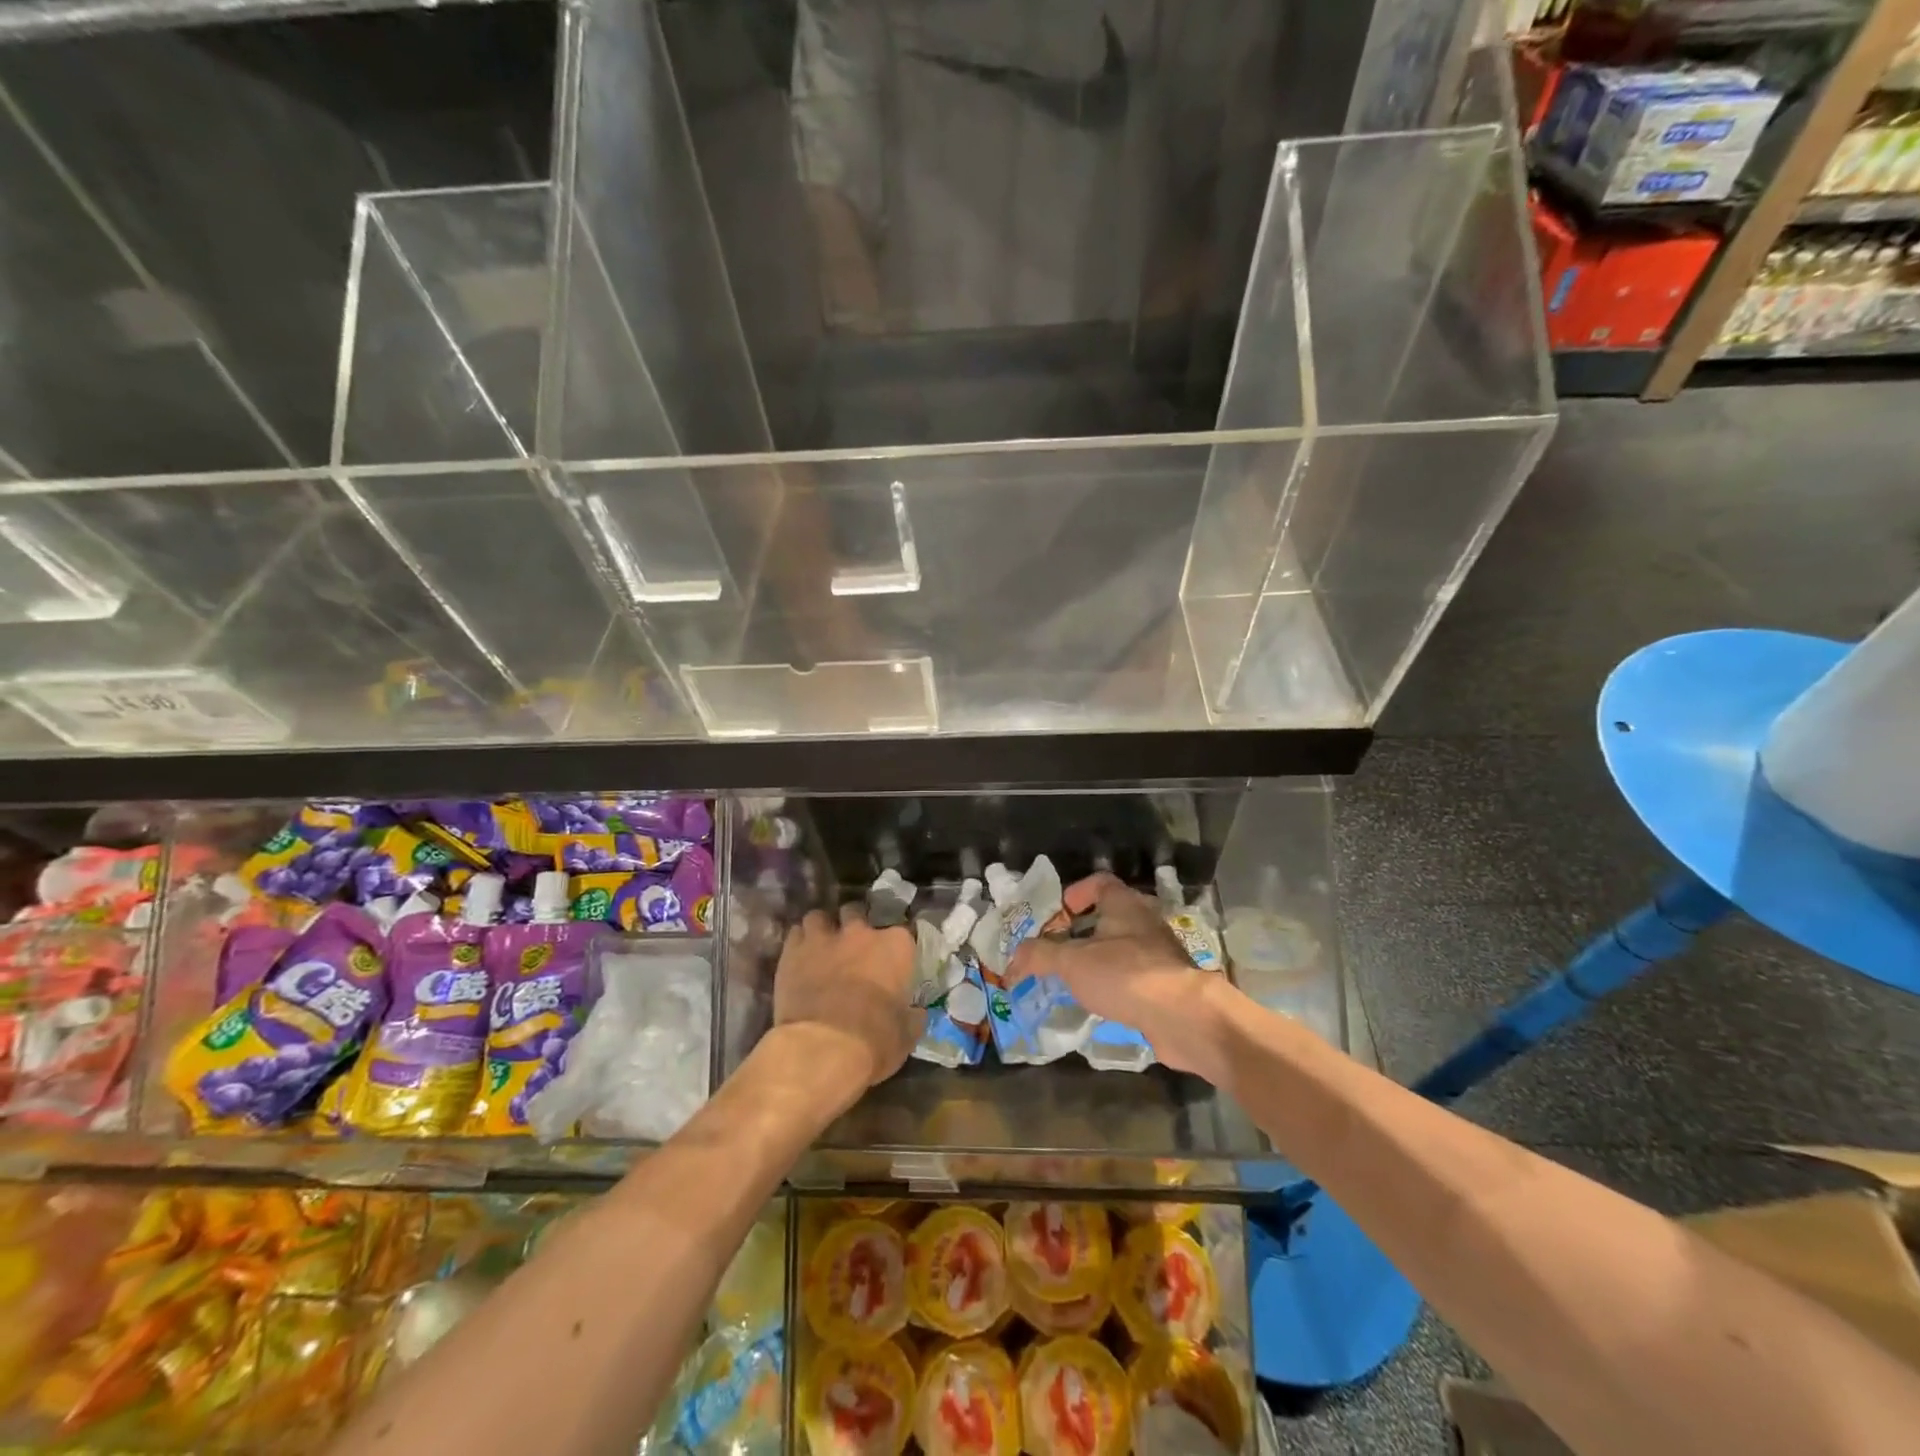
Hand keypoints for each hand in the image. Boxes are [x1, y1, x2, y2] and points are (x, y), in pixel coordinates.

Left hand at [770, 903, 921, 1092]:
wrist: (823, 1048)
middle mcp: (860, 932)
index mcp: (895, 946)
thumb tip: (916, 1013)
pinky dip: (799, 942)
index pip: (904, 932)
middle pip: (857, 913)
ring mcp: (824, 938)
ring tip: (822, 946)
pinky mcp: (792, 951)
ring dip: (822, 929)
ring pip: (820, 917)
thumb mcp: (906, 1034)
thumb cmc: (874, 1040)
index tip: (895, 960)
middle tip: (854, 948)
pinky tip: (800, 957)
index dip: (897, 947)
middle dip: (855, 926)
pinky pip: (795, 934)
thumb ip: (912, 1016)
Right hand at [1004, 873, 1233, 1081]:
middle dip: (1080, 933)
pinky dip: (1115, 985)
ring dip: (1097, 961)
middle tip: (1055, 952)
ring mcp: (1160, 953)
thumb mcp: (1072, 962)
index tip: (1055, 916)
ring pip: (1121, 948)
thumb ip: (1040, 956)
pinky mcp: (1167, 983)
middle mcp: (1144, 922)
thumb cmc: (1125, 975)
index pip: (1099, 882)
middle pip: (1108, 916)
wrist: (1185, 1017)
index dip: (1074, 893)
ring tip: (1072, 981)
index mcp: (1124, 904)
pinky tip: (1099, 1004)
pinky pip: (1134, 977)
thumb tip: (1013, 959)